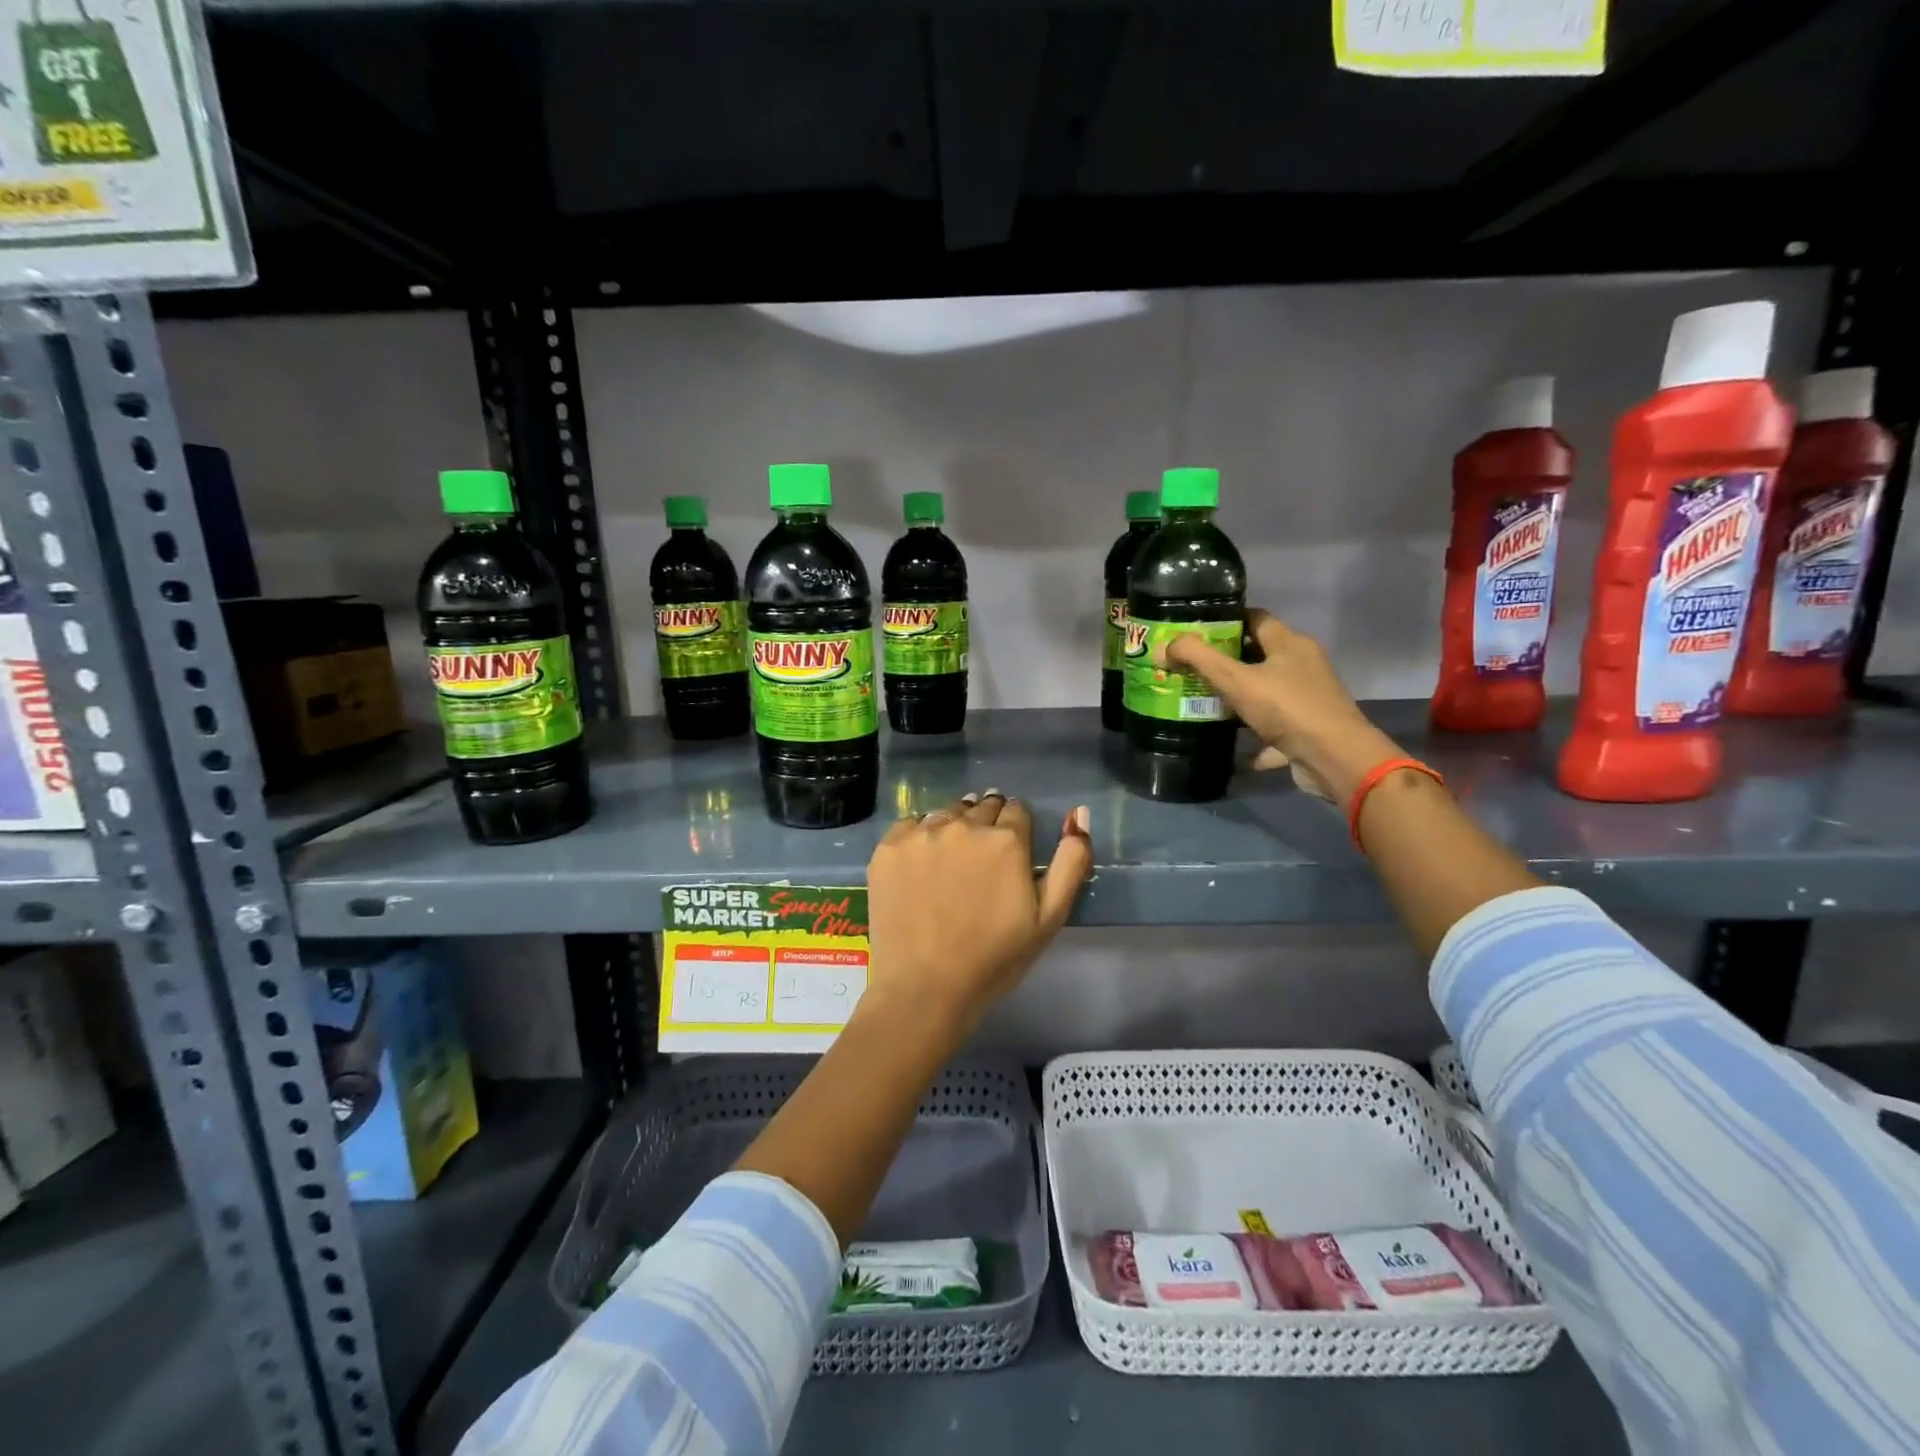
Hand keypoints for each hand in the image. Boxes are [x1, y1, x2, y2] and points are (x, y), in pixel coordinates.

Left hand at [859, 791, 1093, 1043]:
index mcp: (1006, 840)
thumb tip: (1079, 813)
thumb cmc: (994, 959)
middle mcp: (964, 825)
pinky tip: (920, 868)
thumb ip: (1071, 862)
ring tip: (951, 863)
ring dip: (954, 827)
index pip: (1016, 810)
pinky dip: (919, 839)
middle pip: (981, 807)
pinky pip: (910, 826)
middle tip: (981, 861)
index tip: (1010, 853)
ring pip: (946, 814)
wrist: (924, 989)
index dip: (1017, 829)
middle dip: (986, 825)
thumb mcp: (1049, 918)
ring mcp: (922, 834)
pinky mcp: (889, 848)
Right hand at [1163, 609, 1403, 803]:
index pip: (1257, 619)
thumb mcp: (1236, 680)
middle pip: (1261, 656)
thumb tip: (1165, 646)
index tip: (1198, 631)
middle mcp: (1303, 666)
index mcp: (1290, 644)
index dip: (1228, 621)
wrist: (1334, 758)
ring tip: (1206, 705)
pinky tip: (1235, 750)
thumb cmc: (1287, 709)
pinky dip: (1257, 739)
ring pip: (1268, 693)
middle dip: (1228, 663)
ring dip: (1242, 700)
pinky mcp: (1309, 730)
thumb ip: (1199, 659)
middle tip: (1192, 669)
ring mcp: (1309, 699)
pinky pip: (1276, 730)